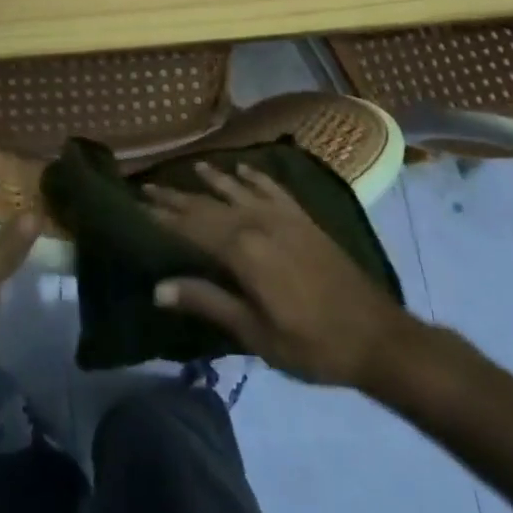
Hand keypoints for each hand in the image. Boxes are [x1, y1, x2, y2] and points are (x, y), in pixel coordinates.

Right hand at [146, 161, 410, 388]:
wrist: (376, 336)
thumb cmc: (310, 344)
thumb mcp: (254, 333)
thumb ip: (207, 302)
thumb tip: (158, 288)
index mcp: (243, 251)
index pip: (191, 227)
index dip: (162, 216)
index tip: (136, 203)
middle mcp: (259, 223)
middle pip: (209, 205)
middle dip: (177, 197)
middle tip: (148, 186)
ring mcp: (284, 218)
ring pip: (238, 190)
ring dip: (212, 180)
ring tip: (190, 168)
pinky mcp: (304, 220)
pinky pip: (273, 189)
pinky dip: (255, 177)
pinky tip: (242, 170)